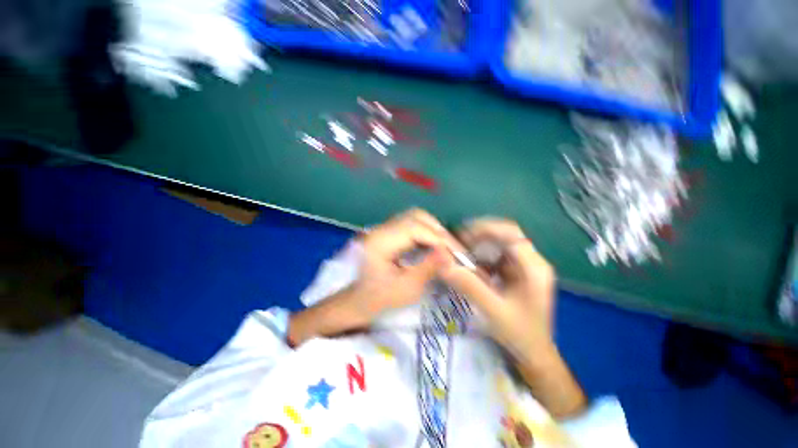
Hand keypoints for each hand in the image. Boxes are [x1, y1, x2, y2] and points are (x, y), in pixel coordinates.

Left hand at [352, 208, 459, 319]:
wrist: (359, 299)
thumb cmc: (380, 298)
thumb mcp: (407, 288)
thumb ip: (428, 268)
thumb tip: (449, 255)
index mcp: (380, 241)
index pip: (414, 228)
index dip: (437, 238)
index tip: (454, 254)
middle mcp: (381, 228)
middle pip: (415, 216)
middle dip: (437, 231)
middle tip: (452, 249)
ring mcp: (384, 228)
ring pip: (414, 217)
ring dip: (433, 229)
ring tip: (445, 247)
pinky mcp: (389, 231)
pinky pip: (411, 224)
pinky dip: (426, 232)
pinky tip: (433, 245)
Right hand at [440, 218, 555, 355]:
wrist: (534, 354)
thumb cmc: (519, 334)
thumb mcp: (492, 310)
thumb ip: (468, 286)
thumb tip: (443, 265)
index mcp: (534, 268)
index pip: (511, 234)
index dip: (486, 229)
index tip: (462, 236)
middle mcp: (532, 261)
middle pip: (506, 234)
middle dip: (481, 234)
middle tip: (458, 241)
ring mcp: (525, 265)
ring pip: (500, 242)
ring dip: (480, 243)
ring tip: (461, 251)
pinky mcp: (516, 271)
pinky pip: (497, 254)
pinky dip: (482, 255)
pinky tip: (471, 263)